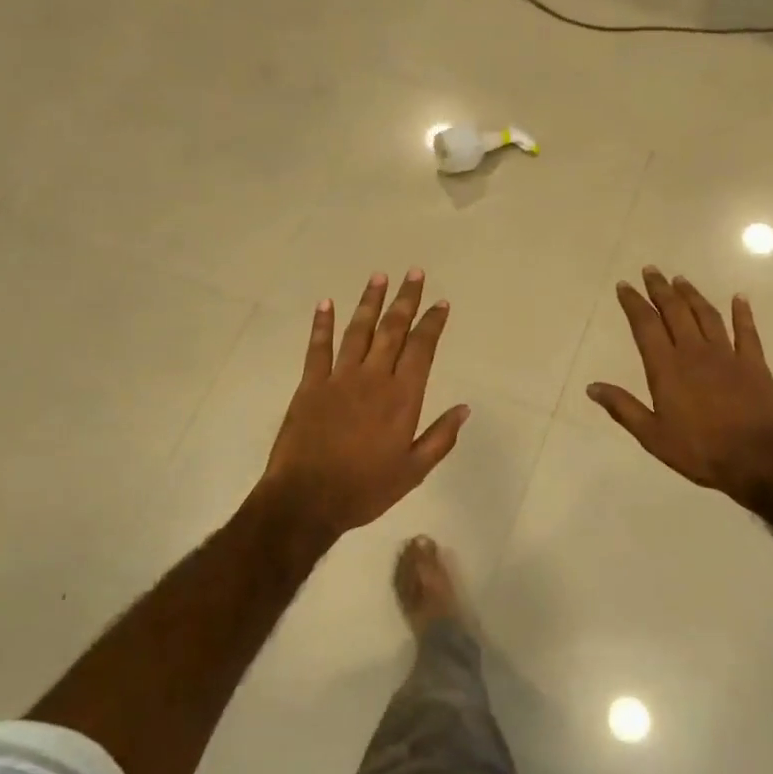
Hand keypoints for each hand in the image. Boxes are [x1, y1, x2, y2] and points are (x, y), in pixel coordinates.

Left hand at [258, 270, 470, 539]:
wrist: (307, 500)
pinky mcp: (310, 385)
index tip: (441, 303)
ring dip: (370, 302)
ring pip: (358, 331)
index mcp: (402, 398)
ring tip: (379, 277)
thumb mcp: (413, 471)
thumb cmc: (365, 489)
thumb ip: (441, 437)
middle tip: (415, 273)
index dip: (432, 323)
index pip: (422, 349)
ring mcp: (339, 378)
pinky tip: (326, 303)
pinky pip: (318, 347)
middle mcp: (373, 378)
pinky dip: (322, 324)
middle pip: (393, 330)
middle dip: (405, 300)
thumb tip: (464, 408)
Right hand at [587, 266, 772, 504]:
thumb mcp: (652, 436)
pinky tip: (739, 298)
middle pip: (674, 311)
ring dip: (692, 295)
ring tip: (680, 279)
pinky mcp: (754, 363)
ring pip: (707, 315)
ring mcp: (727, 355)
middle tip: (651, 270)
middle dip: (659, 289)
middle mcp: (695, 352)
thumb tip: (592, 387)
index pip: (645, 326)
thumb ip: (623, 408)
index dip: (633, 303)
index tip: (624, 286)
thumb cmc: (700, 450)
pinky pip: (747, 331)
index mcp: (667, 368)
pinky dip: (743, 313)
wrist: (757, 460)